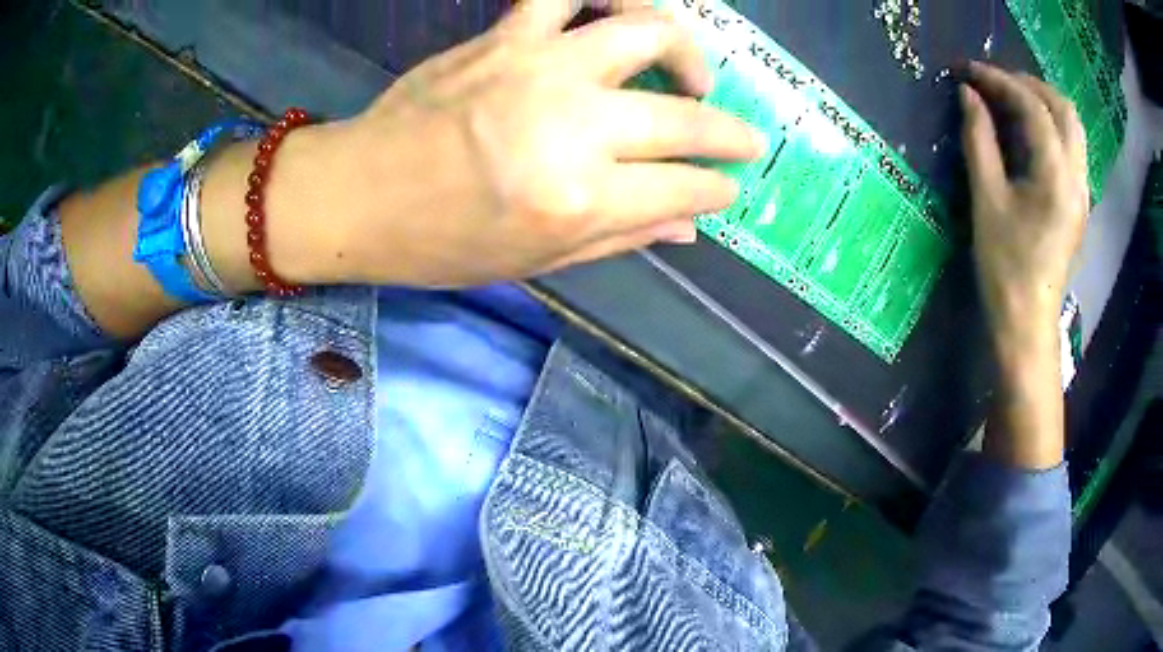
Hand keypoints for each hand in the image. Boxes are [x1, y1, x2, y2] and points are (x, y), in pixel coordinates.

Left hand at [280, 0, 764, 286]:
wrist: (357, 195)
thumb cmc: (438, 243)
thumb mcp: (534, 260)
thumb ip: (621, 238)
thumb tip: (688, 227)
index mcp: (577, 199)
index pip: (682, 189)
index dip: (716, 190)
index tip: (727, 188)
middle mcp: (571, 126)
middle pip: (680, 117)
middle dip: (729, 132)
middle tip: (744, 139)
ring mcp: (539, 68)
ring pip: (645, 29)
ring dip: (685, 50)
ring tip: (690, 72)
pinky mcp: (506, 37)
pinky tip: (617, 13)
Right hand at [959, 61, 1087, 468]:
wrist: (1028, 323)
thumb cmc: (1005, 266)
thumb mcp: (986, 200)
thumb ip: (978, 140)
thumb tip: (968, 96)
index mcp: (1056, 177)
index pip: (1032, 107)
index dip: (999, 80)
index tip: (968, 71)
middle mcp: (1077, 177)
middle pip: (1063, 108)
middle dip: (1028, 84)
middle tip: (996, 83)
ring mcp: (1082, 191)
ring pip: (1072, 126)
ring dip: (1043, 102)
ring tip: (1012, 101)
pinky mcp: (1080, 203)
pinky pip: (1071, 147)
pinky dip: (1050, 126)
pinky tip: (1029, 134)